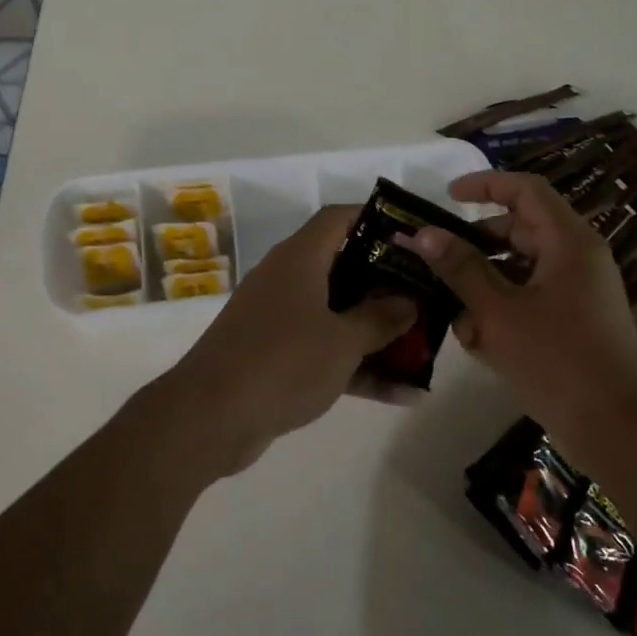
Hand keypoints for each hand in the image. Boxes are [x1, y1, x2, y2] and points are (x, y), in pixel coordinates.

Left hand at [164, 206, 416, 476]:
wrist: (210, 417)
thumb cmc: (282, 362)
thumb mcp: (342, 341)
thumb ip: (380, 319)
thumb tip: (407, 301)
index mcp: (299, 259)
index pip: (338, 219)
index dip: (375, 218)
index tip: (412, 234)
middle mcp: (286, 280)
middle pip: (343, 268)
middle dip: (386, 282)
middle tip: (427, 293)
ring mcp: (279, 319)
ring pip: (337, 314)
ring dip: (377, 331)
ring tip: (426, 346)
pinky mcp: (275, 356)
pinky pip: (325, 351)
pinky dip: (357, 366)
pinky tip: (403, 394)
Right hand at [407, 171, 636, 435]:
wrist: (620, 433)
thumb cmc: (558, 360)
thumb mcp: (498, 312)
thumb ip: (460, 268)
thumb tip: (423, 233)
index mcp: (569, 242)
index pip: (525, 190)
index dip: (485, 185)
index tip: (447, 196)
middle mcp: (578, 259)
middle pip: (520, 230)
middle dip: (476, 247)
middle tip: (437, 262)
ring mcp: (579, 293)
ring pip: (520, 271)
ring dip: (484, 288)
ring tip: (456, 318)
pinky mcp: (575, 324)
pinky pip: (531, 301)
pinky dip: (503, 312)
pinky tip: (479, 344)